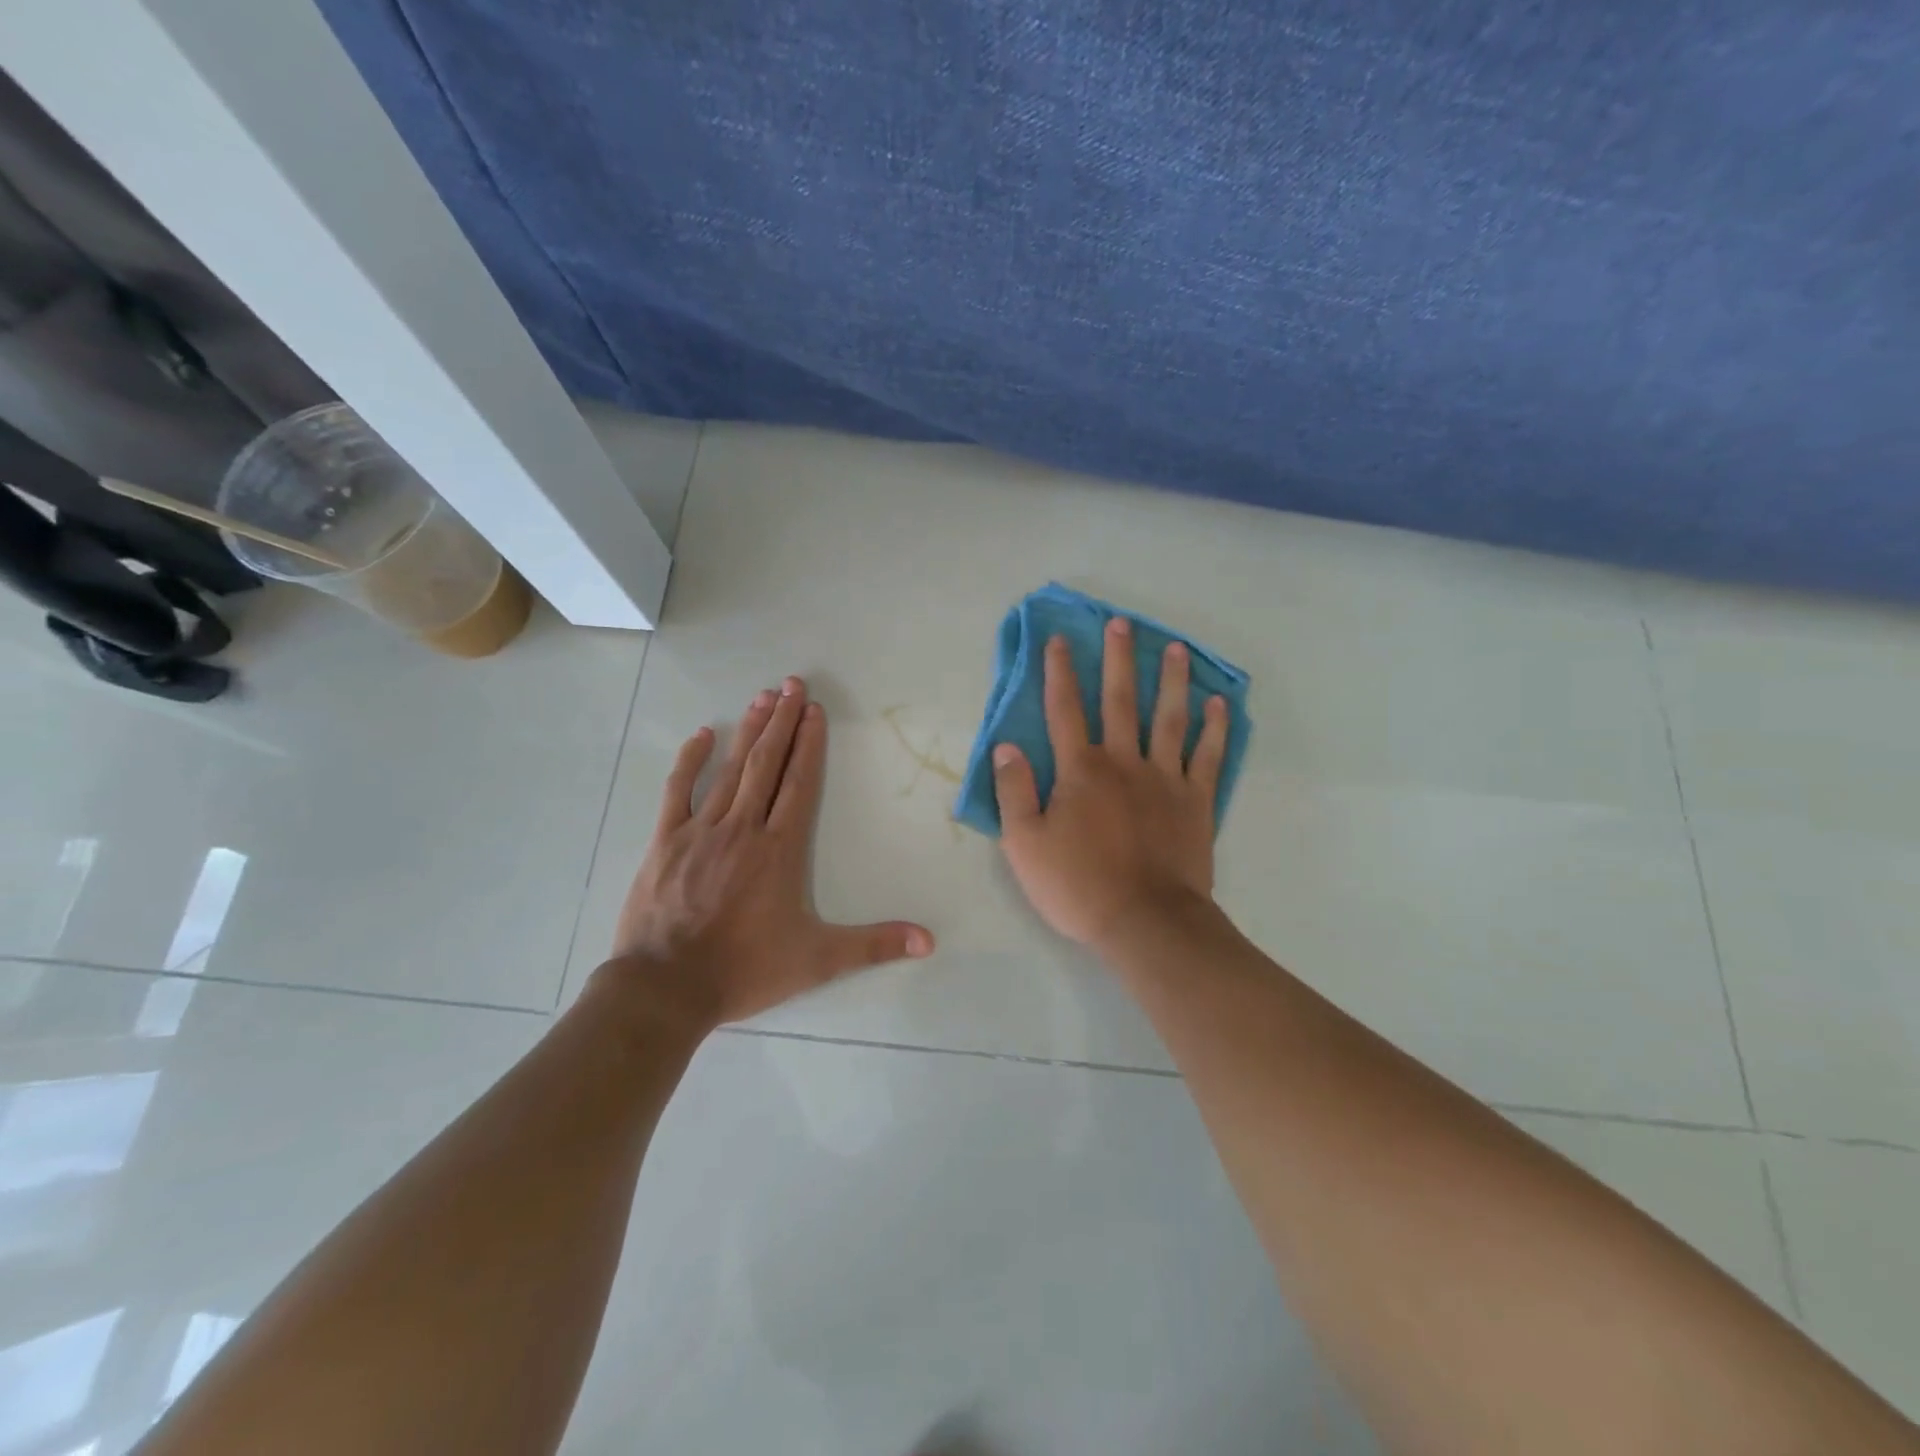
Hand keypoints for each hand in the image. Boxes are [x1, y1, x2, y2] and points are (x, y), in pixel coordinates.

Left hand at [602, 677, 934, 1030]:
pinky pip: (679, 790)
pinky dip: (690, 760)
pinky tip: (702, 734)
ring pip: (730, 769)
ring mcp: (701, 830)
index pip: (800, 783)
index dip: (809, 744)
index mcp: (779, 849)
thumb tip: (930, 942)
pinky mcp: (666, 841)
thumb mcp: (818, 960)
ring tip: (762, 697)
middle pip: (767, 764)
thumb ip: (874, 945)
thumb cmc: (745, 969)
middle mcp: (743, 828)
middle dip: (782, 722)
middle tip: (792, 683)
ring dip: (748, 731)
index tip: (814, 710)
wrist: (666, 988)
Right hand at [992, 620, 1228, 949]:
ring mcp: (1165, 779)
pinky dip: (1215, 728)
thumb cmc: (1078, 885)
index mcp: (1080, 770)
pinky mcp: (1196, 801)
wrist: (1146, 922)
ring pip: (1169, 718)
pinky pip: (1208, 756)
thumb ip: (1013, 791)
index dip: (1059, 673)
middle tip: (1121, 624)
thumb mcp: (1024, 844)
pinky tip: (1219, 703)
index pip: (1064, 710)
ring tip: (1175, 648)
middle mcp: (1123, 762)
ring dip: (1170, 680)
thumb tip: (1007, 745)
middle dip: (1118, 660)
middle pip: (1120, 701)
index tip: (1059, 640)